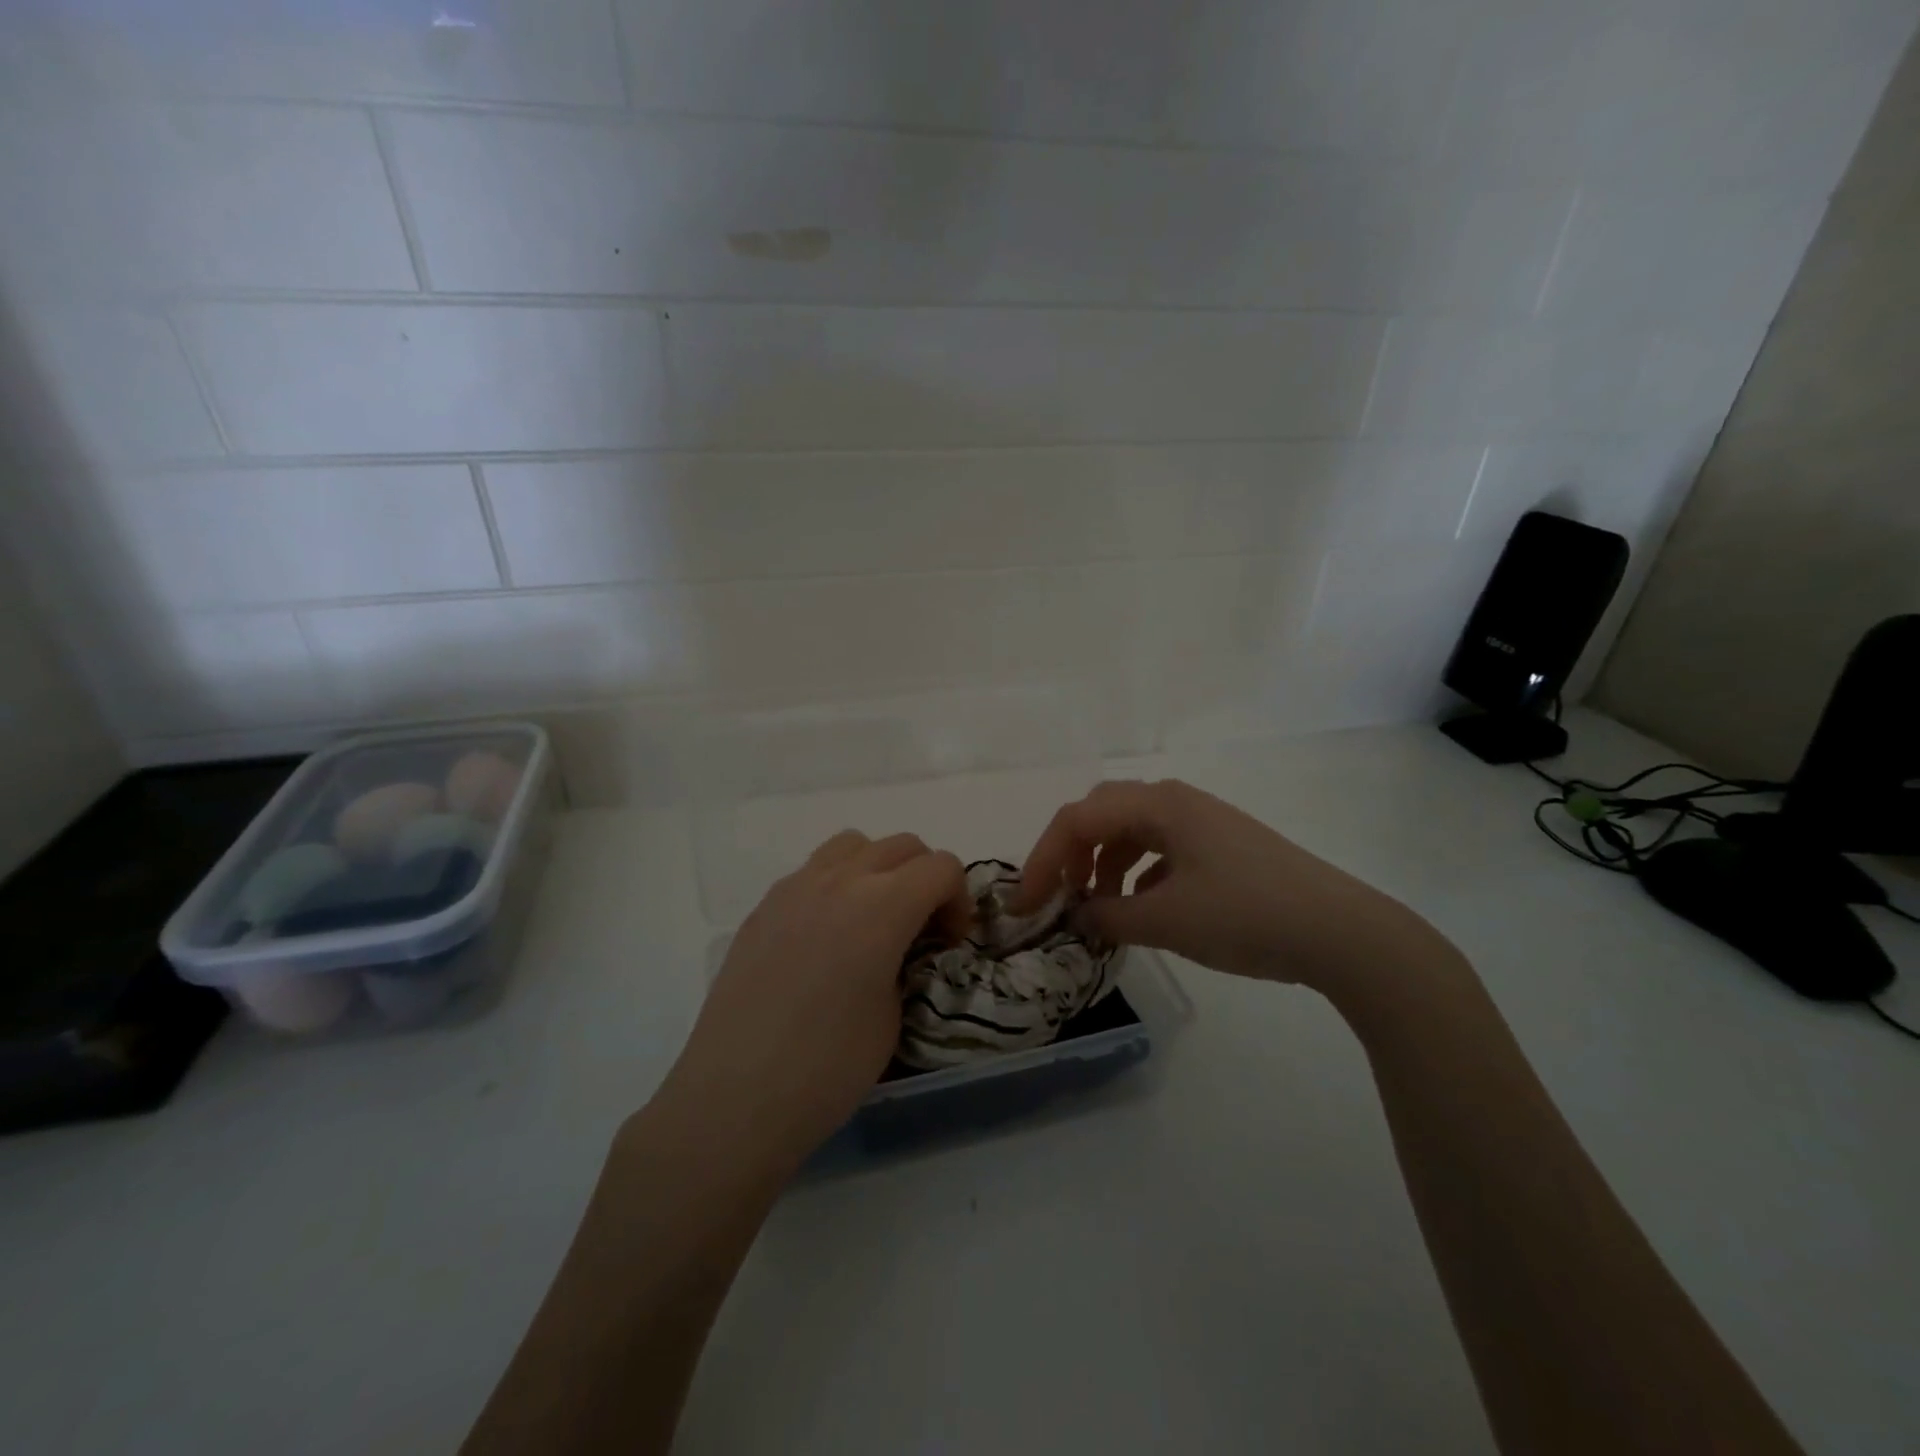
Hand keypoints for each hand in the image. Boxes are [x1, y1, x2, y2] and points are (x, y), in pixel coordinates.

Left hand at [661, 830, 968, 1170]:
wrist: (735, 1097)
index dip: (958, 899)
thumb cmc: (827, 1067)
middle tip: (921, 928)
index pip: (941, 867)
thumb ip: (905, 962)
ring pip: (853, 845)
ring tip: (872, 918)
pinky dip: (836, 886)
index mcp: (882, 906)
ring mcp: (795, 888)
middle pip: (902, 846)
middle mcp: (839, 880)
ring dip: (878, 869)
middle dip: (925, 878)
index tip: (949, 941)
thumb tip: (896, 950)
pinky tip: (824, 938)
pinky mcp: (763, 907)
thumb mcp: (894, 1016)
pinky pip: (813, 872)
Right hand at [1014, 779, 1455, 995]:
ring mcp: (1202, 821)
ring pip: (1131, 830)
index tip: (1027, 905)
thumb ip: (1108, 916)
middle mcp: (1176, 801)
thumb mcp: (1166, 920)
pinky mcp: (1220, 845)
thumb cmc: (1246, 915)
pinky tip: (1142, 907)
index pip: (1078, 820)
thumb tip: (1077, 916)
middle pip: (1101, 814)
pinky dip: (1137, 873)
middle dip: (1071, 853)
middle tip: (1059, 896)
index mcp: (1158, 805)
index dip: (1043, 859)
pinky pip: (1160, 848)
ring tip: (1098, 907)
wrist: (1341, 931)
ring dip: (1103, 864)